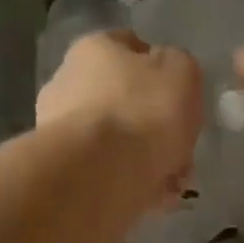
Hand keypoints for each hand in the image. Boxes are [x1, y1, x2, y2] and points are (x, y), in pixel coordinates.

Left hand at [37, 30, 204, 204]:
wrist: (99, 173)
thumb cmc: (144, 111)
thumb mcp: (182, 72)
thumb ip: (180, 67)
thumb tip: (169, 75)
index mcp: (95, 48)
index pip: (132, 47)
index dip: (162, 70)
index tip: (182, 98)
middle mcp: (69, 80)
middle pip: (124, 99)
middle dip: (155, 124)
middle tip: (182, 148)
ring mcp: (61, 128)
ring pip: (118, 140)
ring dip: (147, 158)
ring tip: (174, 182)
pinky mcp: (65, 168)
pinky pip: (109, 170)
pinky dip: (132, 181)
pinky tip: (155, 196)